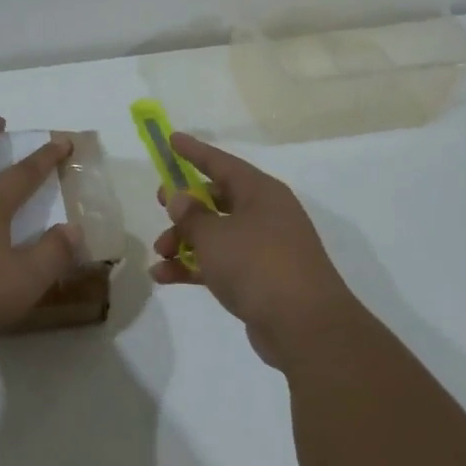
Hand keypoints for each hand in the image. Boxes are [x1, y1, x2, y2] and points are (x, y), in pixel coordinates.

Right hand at [151, 133, 361, 367]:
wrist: (304, 325)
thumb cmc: (257, 264)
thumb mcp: (215, 235)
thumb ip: (191, 214)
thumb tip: (179, 196)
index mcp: (261, 193)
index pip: (222, 163)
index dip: (194, 152)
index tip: (171, 140)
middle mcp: (266, 215)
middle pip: (218, 200)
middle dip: (185, 207)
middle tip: (161, 208)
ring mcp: (265, 248)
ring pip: (217, 235)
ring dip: (185, 242)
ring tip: (160, 256)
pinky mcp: (260, 280)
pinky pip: (221, 264)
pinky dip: (195, 268)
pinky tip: (165, 278)